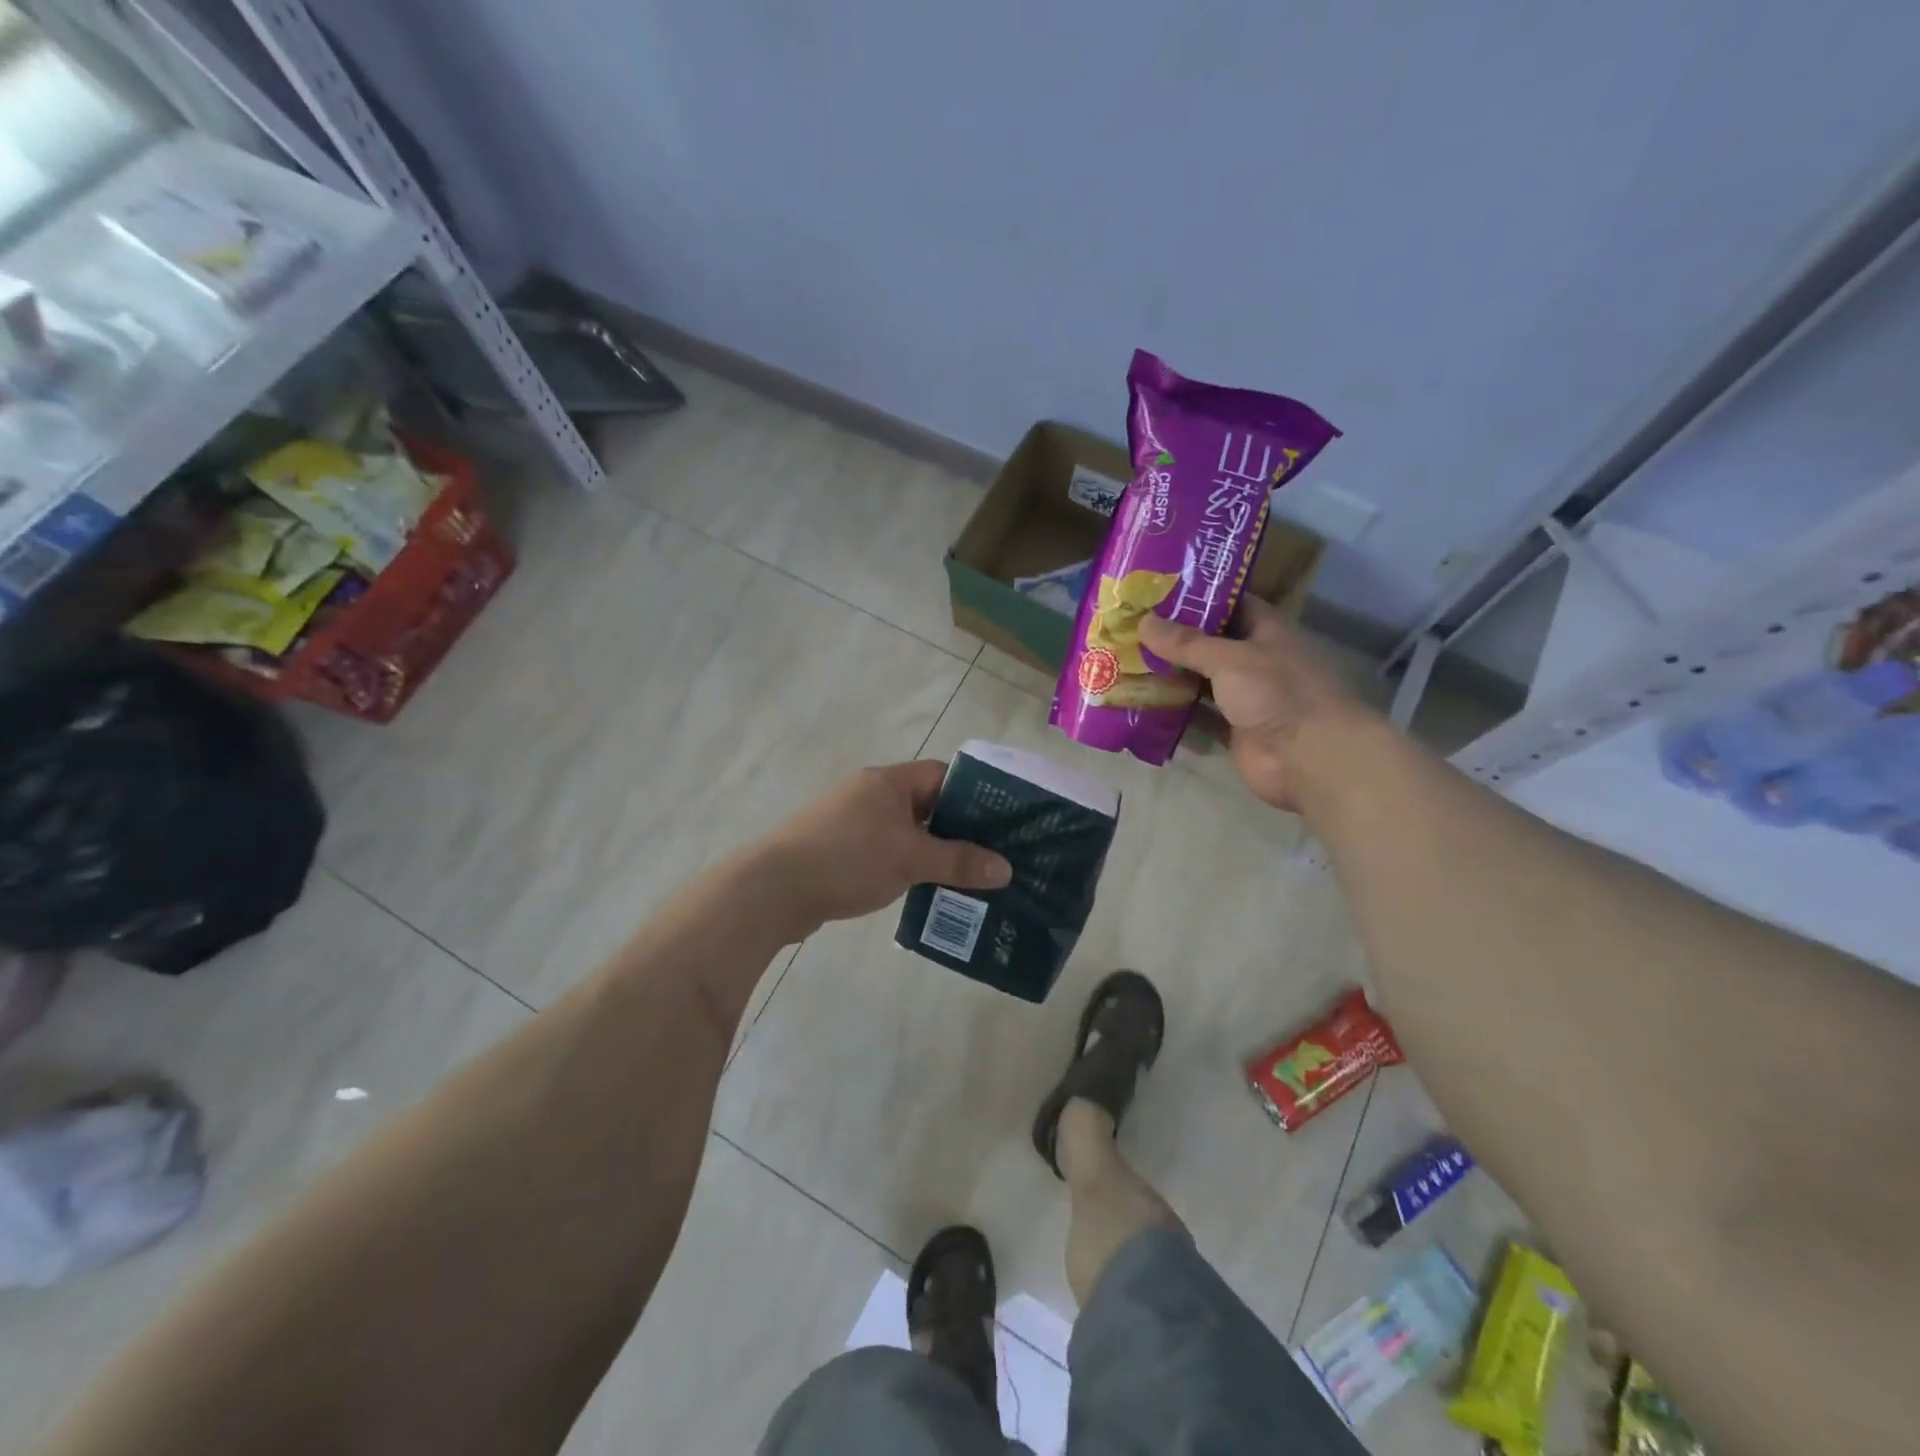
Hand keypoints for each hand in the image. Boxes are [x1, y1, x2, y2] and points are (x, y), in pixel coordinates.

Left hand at [757, 760, 1012, 932]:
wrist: (774, 888)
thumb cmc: (849, 859)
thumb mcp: (911, 859)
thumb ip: (959, 862)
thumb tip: (1006, 868)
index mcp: (888, 781)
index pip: (942, 775)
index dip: (973, 795)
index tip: (1000, 822)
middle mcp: (869, 792)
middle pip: (925, 803)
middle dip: (956, 829)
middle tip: (989, 855)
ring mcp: (850, 820)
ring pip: (904, 830)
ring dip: (930, 850)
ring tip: (964, 877)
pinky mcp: (837, 847)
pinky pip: (883, 849)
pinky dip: (904, 864)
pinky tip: (922, 889)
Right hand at [1139, 598, 1373, 811]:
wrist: (1308, 758)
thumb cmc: (1276, 693)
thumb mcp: (1229, 659)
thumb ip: (1186, 643)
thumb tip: (1143, 622)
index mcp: (1267, 631)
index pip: (1232, 604)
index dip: (1200, 597)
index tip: (1159, 592)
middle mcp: (1257, 661)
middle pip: (1211, 644)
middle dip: (1175, 639)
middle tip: (1132, 629)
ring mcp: (1246, 698)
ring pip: (1202, 682)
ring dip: (1171, 677)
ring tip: (1128, 663)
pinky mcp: (1234, 730)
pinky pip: (1199, 717)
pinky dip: (1176, 713)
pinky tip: (1143, 705)